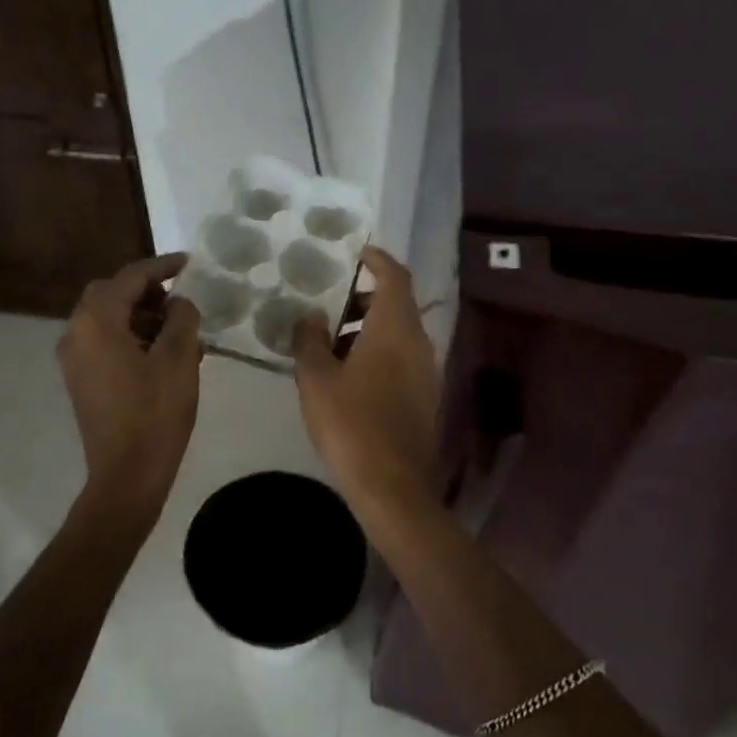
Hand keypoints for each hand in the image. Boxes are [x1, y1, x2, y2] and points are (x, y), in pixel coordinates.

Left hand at [58, 254, 202, 516]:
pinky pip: (103, 341)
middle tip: (179, 300)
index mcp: (97, 321)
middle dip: (146, 291)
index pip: (131, 277)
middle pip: (110, 293)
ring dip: (139, 315)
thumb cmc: (156, 413)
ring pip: (106, 318)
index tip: (188, 262)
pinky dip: (129, 336)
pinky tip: (160, 354)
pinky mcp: (79, 379)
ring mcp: (73, 358)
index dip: (162, 266)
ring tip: (178, 331)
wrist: (127, 474)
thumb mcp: (180, 358)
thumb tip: (178, 303)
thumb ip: (182, 317)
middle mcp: (76, 332)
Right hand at [292, 246, 440, 520]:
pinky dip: (378, 351)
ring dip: (368, 328)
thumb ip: (310, 340)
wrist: (392, 484)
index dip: (377, 259)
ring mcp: (426, 371)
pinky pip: (402, 358)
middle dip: (365, 297)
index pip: (395, 276)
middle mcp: (419, 342)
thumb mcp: (316, 378)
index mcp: (395, 328)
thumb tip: (311, 317)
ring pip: (399, 333)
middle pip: (397, 304)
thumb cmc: (351, 423)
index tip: (355, 252)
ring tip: (330, 343)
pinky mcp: (425, 396)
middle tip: (330, 303)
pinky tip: (349, 375)